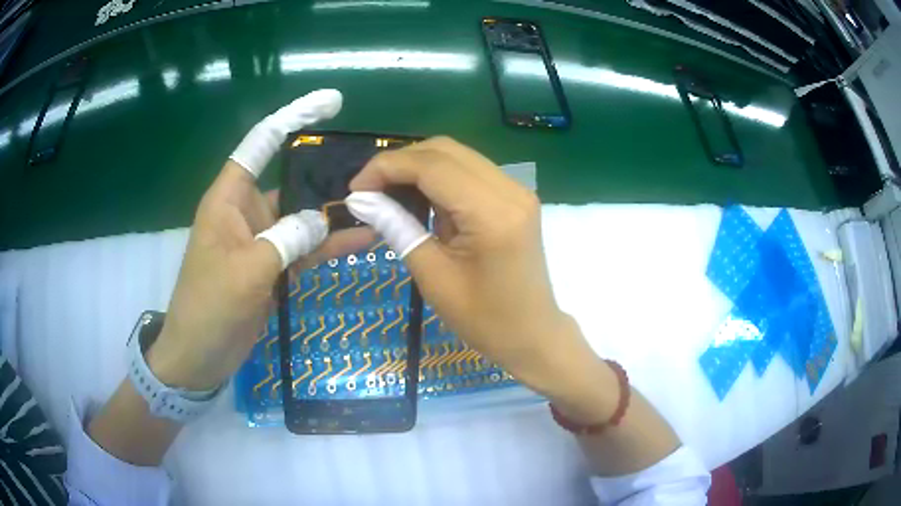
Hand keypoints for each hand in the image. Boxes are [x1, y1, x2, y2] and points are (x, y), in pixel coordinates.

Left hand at [147, 90, 370, 390]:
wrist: (200, 357)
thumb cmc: (208, 308)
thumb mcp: (245, 272)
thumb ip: (285, 240)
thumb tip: (320, 221)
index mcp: (229, 200)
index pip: (260, 144)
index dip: (292, 118)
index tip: (329, 103)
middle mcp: (247, 212)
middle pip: (291, 180)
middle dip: (327, 174)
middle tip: (373, 170)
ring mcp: (262, 240)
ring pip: (304, 218)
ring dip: (335, 215)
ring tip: (378, 206)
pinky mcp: (273, 267)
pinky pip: (306, 249)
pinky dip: (330, 245)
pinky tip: (363, 241)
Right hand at [348, 137, 612, 410]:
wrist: (533, 335)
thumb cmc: (485, 320)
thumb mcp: (434, 278)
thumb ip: (398, 228)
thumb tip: (361, 200)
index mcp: (492, 213)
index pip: (432, 166)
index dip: (387, 168)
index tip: (356, 189)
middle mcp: (510, 190)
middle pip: (445, 150)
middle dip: (400, 162)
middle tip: (369, 190)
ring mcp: (516, 191)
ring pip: (457, 156)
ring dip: (418, 167)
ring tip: (387, 193)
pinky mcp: (515, 198)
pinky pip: (469, 171)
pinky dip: (438, 177)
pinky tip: (419, 197)